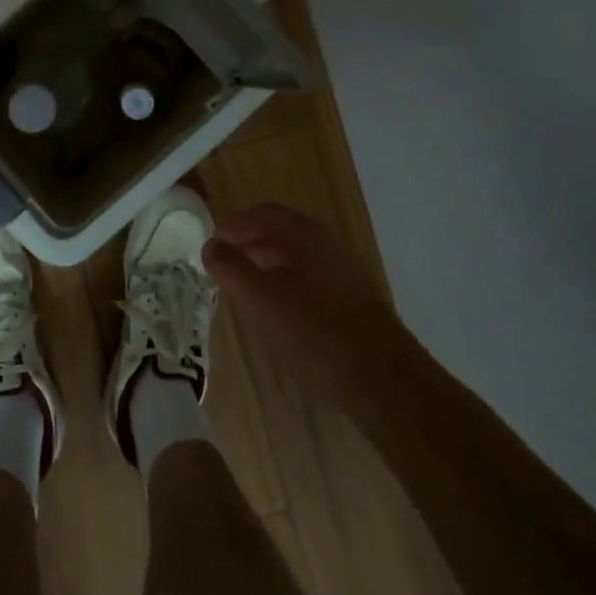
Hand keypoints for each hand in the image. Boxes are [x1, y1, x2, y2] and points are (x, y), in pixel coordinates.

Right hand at [204, 203, 397, 407]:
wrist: (385, 380)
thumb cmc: (316, 333)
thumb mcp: (261, 300)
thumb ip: (231, 269)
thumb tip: (210, 245)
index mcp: (304, 234)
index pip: (261, 214)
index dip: (233, 224)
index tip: (211, 240)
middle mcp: (326, 243)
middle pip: (280, 231)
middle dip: (249, 241)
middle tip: (223, 259)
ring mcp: (343, 271)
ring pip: (295, 256)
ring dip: (266, 261)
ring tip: (243, 283)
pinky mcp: (352, 299)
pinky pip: (308, 277)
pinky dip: (285, 280)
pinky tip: (277, 307)